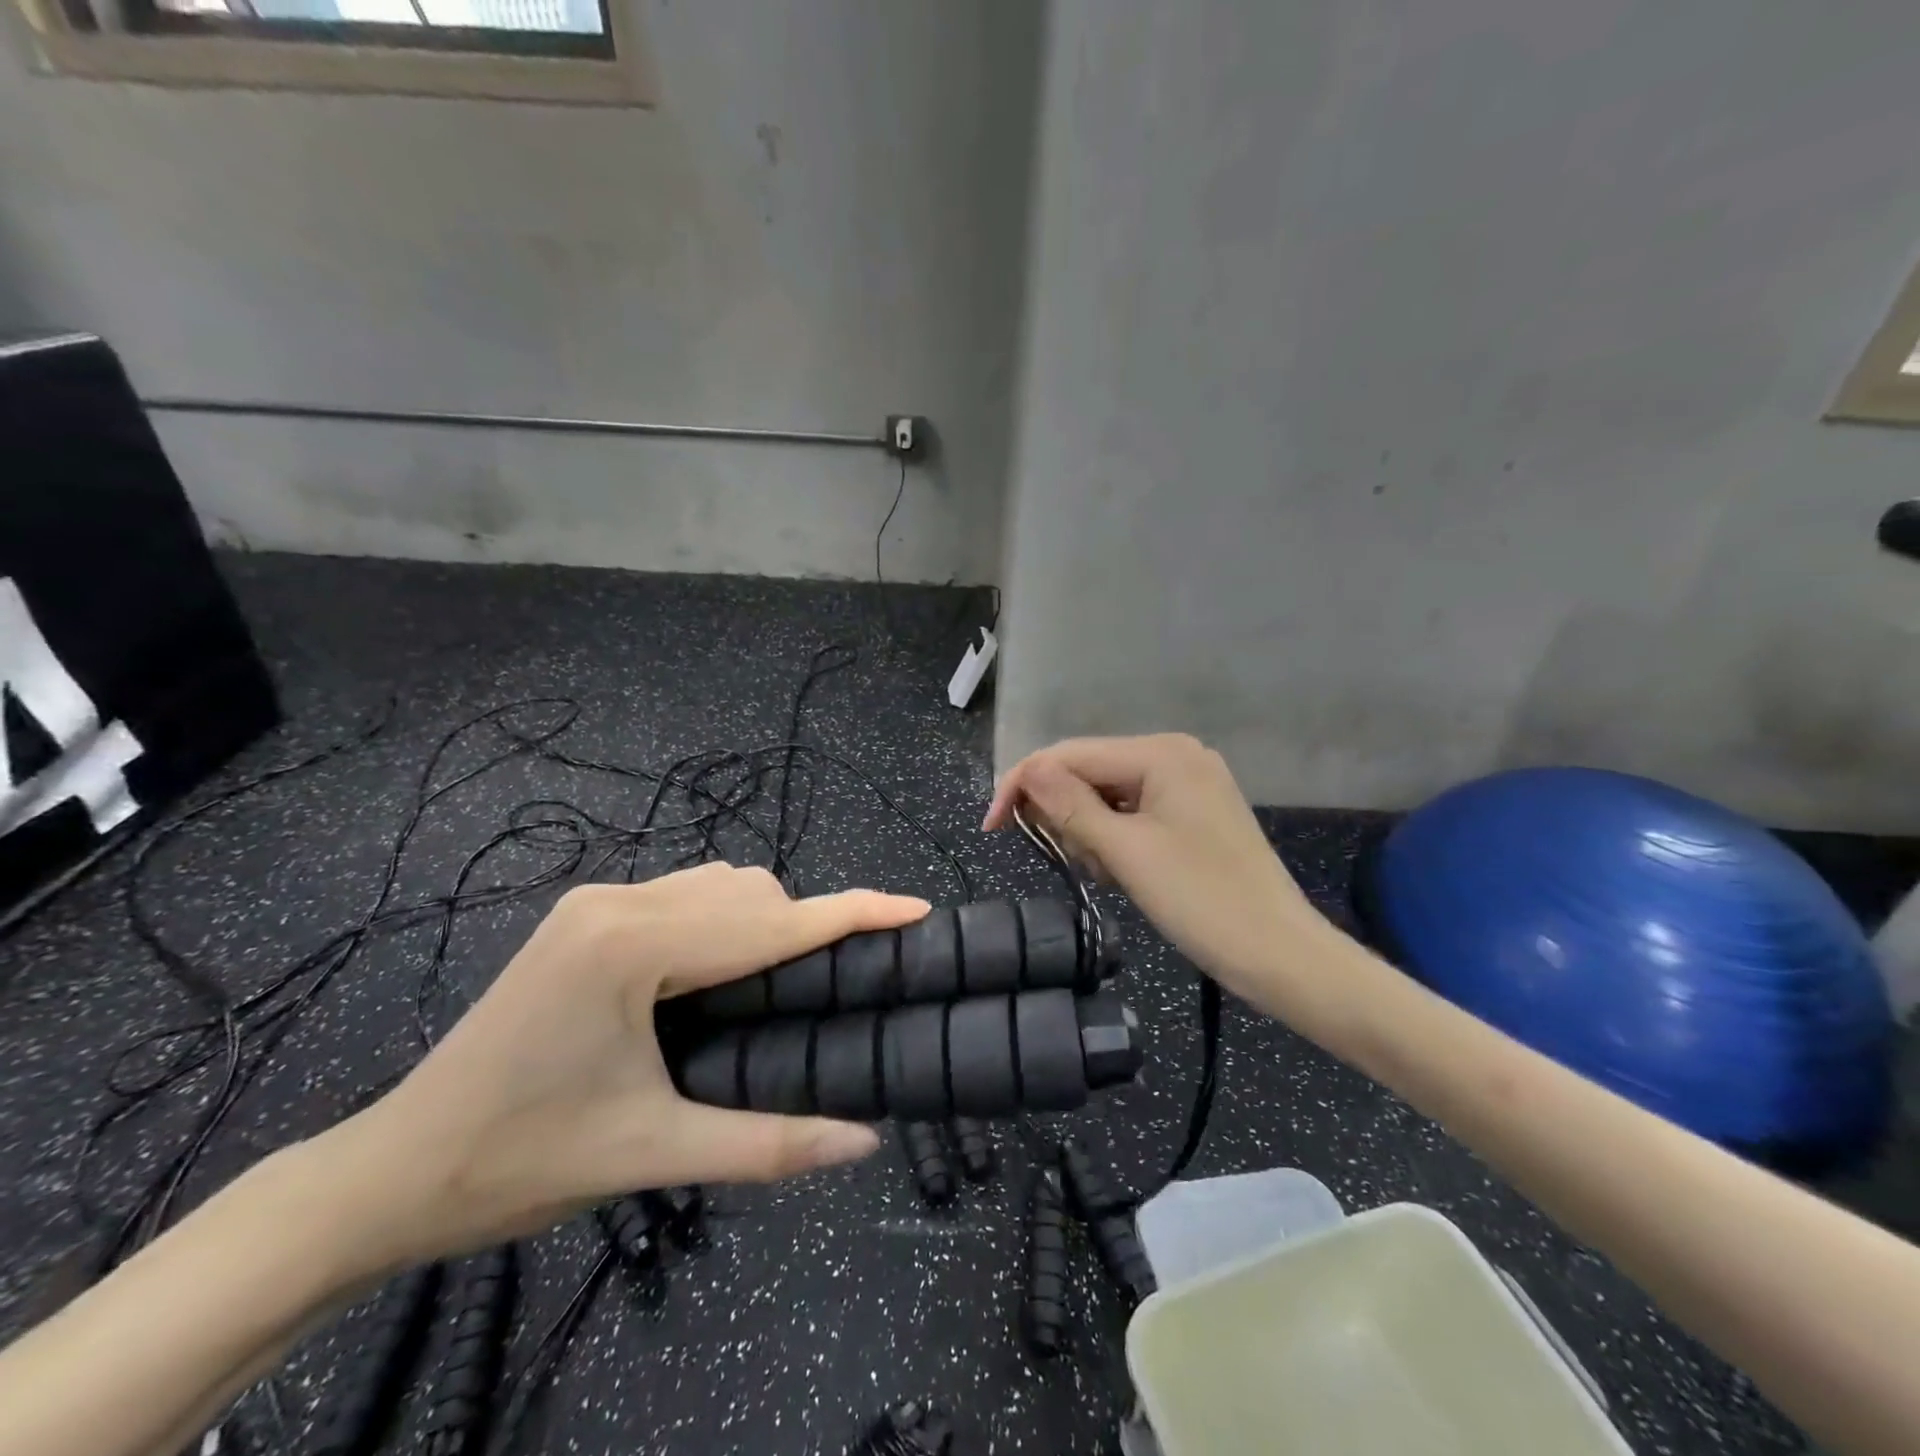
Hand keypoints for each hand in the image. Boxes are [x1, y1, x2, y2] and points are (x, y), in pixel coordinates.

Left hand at [316, 864, 927, 1265]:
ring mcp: (597, 900)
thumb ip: (770, 1144)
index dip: (851, 914)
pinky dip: (725, 920)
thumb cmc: (522, 1163)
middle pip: (749, 892)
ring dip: (765, 922)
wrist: (394, 1169)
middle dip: (806, 927)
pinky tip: (724, 970)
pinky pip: (685, 893)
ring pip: (719, 884)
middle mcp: (618, 901)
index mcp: (632, 946)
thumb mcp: (655, 1154)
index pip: (770, 921)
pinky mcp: (586, 914)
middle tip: (836, 987)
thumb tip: (864, 1141)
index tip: (915, 907)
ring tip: (782, 986)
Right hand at [984, 735, 1333, 1004]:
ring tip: (1107, 875)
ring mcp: (1187, 783)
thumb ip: (1070, 806)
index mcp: (1161, 753)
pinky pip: (1132, 813)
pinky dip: (1115, 840)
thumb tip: (1028, 770)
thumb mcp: (1126, 852)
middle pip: (1088, 772)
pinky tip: (1122, 872)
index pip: (1070, 754)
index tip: (991, 828)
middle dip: (1066, 815)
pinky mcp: (1193, 813)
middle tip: (1071, 863)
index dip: (1023, 785)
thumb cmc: (1202, 901)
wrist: (1280, 955)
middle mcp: (1174, 755)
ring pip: (1107, 796)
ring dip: (1090, 833)